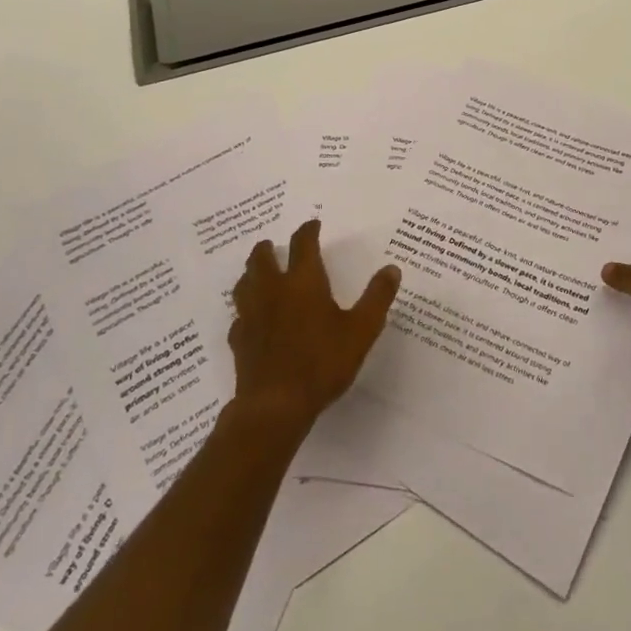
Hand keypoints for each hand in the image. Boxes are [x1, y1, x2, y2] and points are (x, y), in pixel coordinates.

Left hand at [228, 220, 400, 430]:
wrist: (275, 406)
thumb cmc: (322, 362)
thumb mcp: (361, 330)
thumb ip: (377, 297)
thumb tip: (392, 269)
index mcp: (304, 282)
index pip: (303, 244)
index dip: (308, 231)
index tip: (313, 225)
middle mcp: (273, 290)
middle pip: (261, 258)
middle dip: (267, 248)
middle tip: (272, 245)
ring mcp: (252, 315)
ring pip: (244, 283)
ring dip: (251, 273)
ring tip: (257, 274)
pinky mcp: (239, 340)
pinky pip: (239, 317)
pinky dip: (245, 311)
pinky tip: (252, 319)